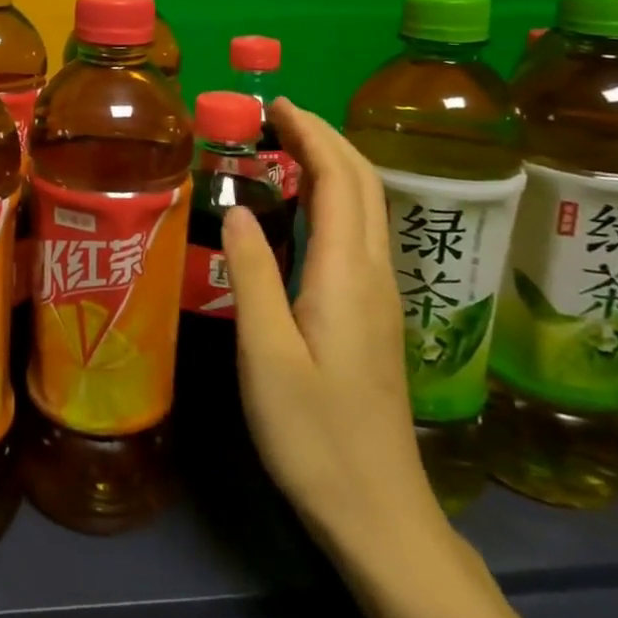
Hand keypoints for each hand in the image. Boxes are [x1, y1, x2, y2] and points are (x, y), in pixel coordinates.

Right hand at [221, 99, 447, 559]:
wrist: (379, 512)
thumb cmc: (314, 434)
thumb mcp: (267, 353)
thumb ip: (252, 274)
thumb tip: (236, 207)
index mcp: (348, 275)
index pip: (340, 180)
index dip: (312, 134)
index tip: (275, 104)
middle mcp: (374, 274)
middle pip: (363, 184)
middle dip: (325, 138)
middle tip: (275, 115)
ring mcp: (381, 297)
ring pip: (367, 208)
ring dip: (333, 165)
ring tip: (284, 148)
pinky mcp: (376, 317)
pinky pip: (359, 234)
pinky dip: (334, 199)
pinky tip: (301, 210)